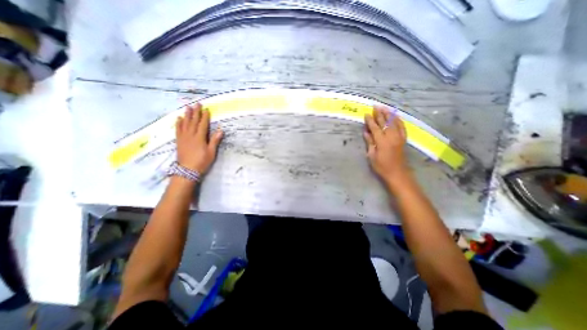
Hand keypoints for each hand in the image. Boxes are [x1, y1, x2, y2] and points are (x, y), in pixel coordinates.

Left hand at [175, 104, 224, 174]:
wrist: (187, 170)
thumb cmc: (202, 161)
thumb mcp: (211, 152)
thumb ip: (215, 141)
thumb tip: (220, 130)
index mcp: (200, 138)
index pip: (203, 124)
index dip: (205, 117)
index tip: (206, 109)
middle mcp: (191, 135)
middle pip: (193, 121)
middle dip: (196, 112)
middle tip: (197, 104)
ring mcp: (183, 137)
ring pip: (185, 123)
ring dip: (187, 115)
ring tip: (188, 107)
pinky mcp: (179, 141)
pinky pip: (178, 129)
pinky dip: (178, 123)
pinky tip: (179, 118)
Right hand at [362, 106, 411, 187]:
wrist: (397, 173)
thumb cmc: (381, 166)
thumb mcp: (372, 156)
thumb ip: (370, 142)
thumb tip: (366, 132)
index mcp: (382, 141)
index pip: (375, 128)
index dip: (370, 120)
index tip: (366, 114)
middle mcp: (391, 137)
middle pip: (385, 122)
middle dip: (379, 114)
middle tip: (375, 106)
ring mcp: (399, 137)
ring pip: (394, 122)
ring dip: (388, 114)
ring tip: (384, 107)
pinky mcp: (403, 139)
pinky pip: (402, 127)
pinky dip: (398, 120)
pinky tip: (395, 116)